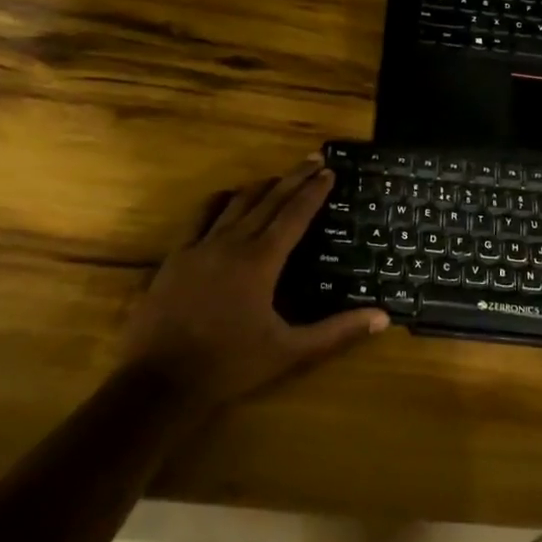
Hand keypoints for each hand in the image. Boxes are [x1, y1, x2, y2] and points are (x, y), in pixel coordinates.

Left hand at [120, 158, 387, 413]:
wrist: (159, 382)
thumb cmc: (230, 365)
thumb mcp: (290, 352)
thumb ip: (337, 332)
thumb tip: (382, 317)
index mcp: (261, 261)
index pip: (295, 215)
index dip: (314, 192)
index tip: (330, 171)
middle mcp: (232, 243)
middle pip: (268, 200)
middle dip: (294, 178)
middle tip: (314, 159)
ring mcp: (200, 247)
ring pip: (235, 202)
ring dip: (261, 186)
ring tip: (279, 177)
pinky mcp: (176, 257)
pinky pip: (200, 217)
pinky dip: (219, 201)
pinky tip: (226, 198)